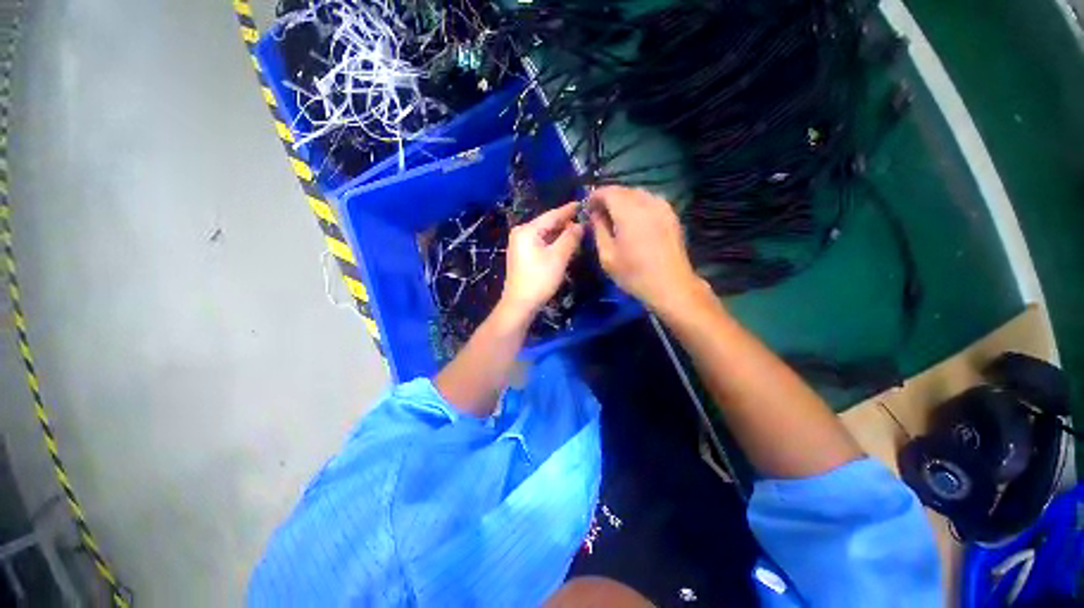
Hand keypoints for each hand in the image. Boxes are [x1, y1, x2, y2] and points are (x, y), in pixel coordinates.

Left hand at [501, 202, 584, 318]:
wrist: (520, 304)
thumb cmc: (539, 279)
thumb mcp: (558, 257)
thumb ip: (570, 237)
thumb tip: (580, 225)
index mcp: (527, 230)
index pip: (552, 215)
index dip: (568, 210)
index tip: (583, 203)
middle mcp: (521, 233)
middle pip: (547, 224)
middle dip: (566, 224)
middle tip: (585, 222)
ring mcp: (520, 245)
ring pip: (545, 235)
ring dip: (561, 235)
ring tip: (578, 233)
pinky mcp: (522, 256)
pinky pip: (541, 244)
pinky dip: (553, 244)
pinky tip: (565, 246)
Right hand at [589, 186, 704, 312]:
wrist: (670, 285)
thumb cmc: (634, 274)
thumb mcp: (607, 256)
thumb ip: (599, 230)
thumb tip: (595, 214)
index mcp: (629, 212)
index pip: (609, 191)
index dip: (595, 195)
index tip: (587, 206)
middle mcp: (647, 203)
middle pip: (624, 190)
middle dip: (609, 197)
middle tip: (599, 212)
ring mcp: (663, 207)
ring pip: (638, 193)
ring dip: (624, 200)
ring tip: (615, 216)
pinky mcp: (672, 215)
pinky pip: (651, 200)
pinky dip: (638, 204)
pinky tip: (634, 219)